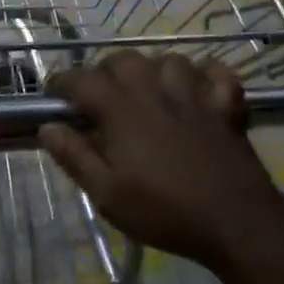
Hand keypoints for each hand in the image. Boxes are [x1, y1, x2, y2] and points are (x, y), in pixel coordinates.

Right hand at [39, 52, 279, 268]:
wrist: (236, 223)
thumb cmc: (164, 211)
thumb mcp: (107, 194)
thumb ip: (74, 157)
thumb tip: (47, 127)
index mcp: (121, 110)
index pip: (81, 79)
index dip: (61, 83)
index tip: (54, 96)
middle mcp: (154, 91)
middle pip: (123, 60)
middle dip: (104, 72)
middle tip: (100, 98)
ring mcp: (194, 96)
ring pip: (168, 60)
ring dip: (152, 70)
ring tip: (147, 91)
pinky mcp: (225, 108)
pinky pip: (218, 75)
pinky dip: (207, 75)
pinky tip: (199, 88)